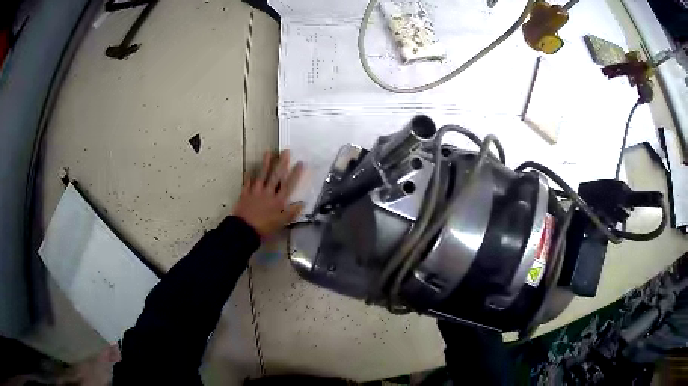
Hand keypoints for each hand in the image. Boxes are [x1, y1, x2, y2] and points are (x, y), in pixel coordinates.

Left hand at [233, 150, 304, 238]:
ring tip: (268, 152)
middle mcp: (268, 193)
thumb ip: (292, 212)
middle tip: (285, 151)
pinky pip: (247, 182)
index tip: (300, 163)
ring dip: (265, 163)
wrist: (244, 229)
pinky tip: (250, 169)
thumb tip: (303, 203)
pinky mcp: (245, 194)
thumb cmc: (264, 228)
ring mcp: (255, 192)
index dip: (295, 174)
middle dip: (281, 163)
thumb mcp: (281, 223)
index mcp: (278, 200)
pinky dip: (249, 176)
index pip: (288, 185)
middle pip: (276, 176)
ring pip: (262, 175)